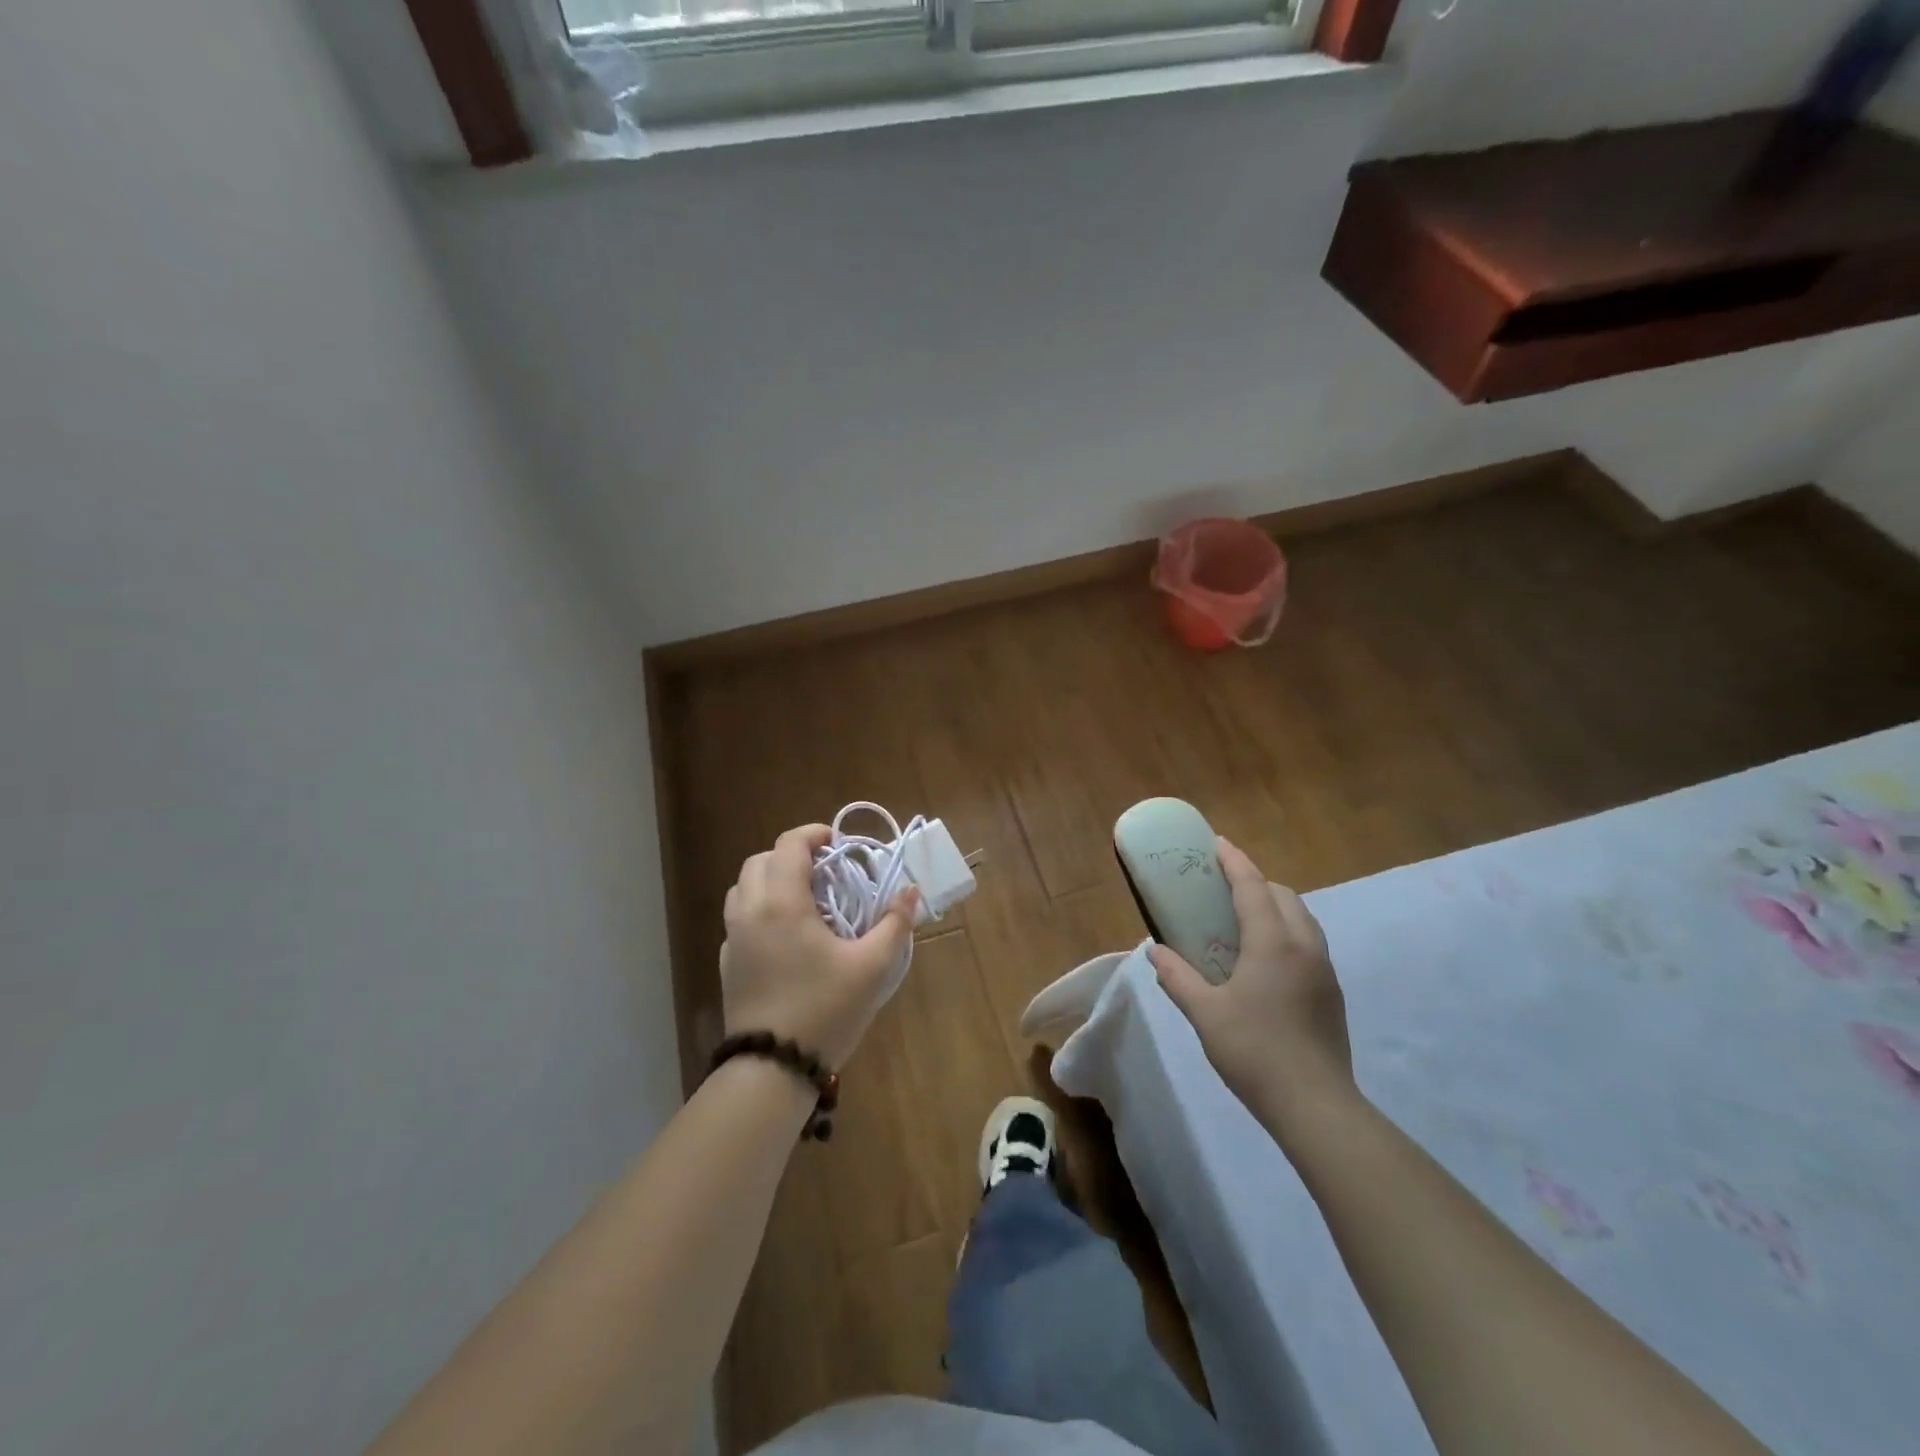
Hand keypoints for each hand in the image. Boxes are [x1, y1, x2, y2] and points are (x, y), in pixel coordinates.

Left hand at [720, 824, 918, 1069]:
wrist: (772, 1069)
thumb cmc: (825, 1010)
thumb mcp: (872, 966)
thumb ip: (894, 923)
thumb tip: (910, 890)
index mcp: (782, 903)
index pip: (789, 844)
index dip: (814, 834)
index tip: (838, 843)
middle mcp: (750, 911)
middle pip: (761, 860)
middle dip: (792, 855)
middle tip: (825, 870)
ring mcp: (733, 938)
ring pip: (743, 887)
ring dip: (771, 879)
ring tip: (805, 898)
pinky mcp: (728, 963)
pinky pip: (739, 918)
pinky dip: (760, 908)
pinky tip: (786, 935)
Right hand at [1148, 837, 1354, 1127]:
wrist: (1316, 1106)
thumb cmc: (1254, 1052)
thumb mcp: (1204, 1013)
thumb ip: (1177, 977)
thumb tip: (1155, 951)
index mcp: (1272, 943)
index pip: (1253, 887)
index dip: (1234, 862)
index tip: (1217, 843)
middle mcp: (1304, 946)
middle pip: (1283, 896)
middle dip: (1256, 882)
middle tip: (1224, 888)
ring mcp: (1324, 969)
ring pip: (1302, 918)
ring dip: (1275, 906)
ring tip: (1244, 920)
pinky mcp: (1332, 992)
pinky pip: (1308, 943)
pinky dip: (1286, 932)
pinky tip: (1264, 961)